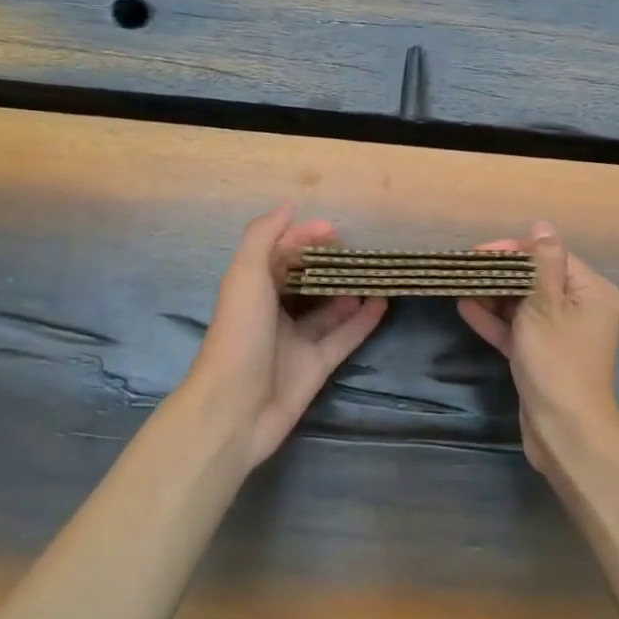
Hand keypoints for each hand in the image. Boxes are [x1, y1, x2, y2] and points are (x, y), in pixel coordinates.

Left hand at [185, 205, 386, 469]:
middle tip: (362, 251)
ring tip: (378, 274)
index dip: (303, 238)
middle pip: (306, 281)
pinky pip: (344, 337)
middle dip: (331, 265)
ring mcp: (296, 341)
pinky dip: (363, 321)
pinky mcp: (316, 366)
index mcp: (252, 289)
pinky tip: (383, 303)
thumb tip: (289, 207)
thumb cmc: (238, 336)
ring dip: (351, 291)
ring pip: (329, 310)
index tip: (334, 229)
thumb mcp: (245, 277)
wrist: (234, 411)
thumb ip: (263, 237)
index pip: (280, 254)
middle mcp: (274, 312)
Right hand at [457, 221, 618, 478]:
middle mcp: (581, 308)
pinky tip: (465, 308)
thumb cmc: (556, 362)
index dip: (514, 251)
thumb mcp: (545, 306)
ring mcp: (561, 334)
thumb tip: (542, 224)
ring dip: (493, 296)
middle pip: (536, 278)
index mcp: (591, 291)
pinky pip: (518, 329)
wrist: (565, 433)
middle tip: (463, 269)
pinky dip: (495, 320)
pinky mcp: (543, 355)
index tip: (479, 253)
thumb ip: (542, 263)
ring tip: (458, 285)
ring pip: (524, 304)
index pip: (549, 256)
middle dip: (499, 274)